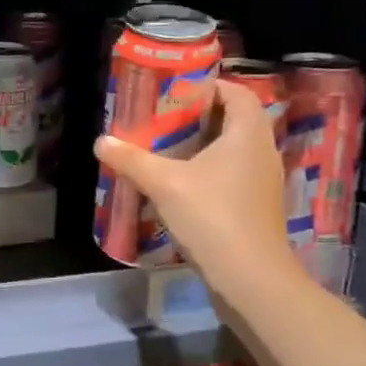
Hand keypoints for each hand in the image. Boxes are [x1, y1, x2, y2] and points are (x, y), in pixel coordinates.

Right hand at [93, 80, 306, 309]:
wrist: (250, 279)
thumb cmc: (213, 217)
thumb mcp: (164, 184)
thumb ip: (132, 160)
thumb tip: (101, 141)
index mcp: (248, 134)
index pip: (239, 93)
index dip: (213, 86)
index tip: (180, 88)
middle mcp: (262, 152)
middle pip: (237, 120)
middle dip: (203, 115)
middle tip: (166, 116)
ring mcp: (263, 183)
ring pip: (236, 150)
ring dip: (206, 145)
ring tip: (168, 148)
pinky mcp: (258, 208)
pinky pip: (235, 175)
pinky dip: (211, 171)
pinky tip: (182, 184)